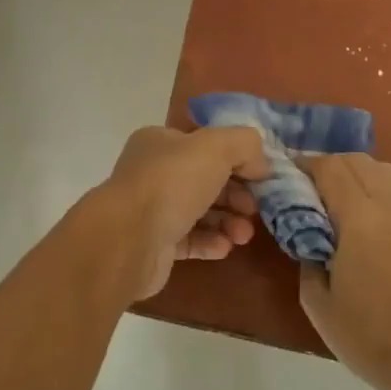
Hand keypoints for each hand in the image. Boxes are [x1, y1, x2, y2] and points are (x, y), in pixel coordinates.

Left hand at [103, 126, 269, 299]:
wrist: (129, 238)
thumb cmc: (171, 182)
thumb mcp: (216, 146)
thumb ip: (244, 144)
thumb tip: (260, 164)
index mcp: (161, 142)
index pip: (206, 145)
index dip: (237, 158)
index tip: (262, 177)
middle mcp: (154, 172)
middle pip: (206, 179)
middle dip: (236, 194)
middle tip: (256, 209)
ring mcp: (152, 209)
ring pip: (200, 212)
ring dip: (228, 221)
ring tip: (244, 235)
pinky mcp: (154, 244)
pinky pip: (190, 240)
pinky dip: (211, 242)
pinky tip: (225, 247)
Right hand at [299, 154, 390, 389]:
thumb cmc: (366, 336)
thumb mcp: (317, 301)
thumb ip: (307, 255)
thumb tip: (308, 234)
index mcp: (361, 219)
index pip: (331, 168)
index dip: (307, 163)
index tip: (290, 171)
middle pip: (360, 161)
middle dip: (332, 163)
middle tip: (311, 184)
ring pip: (385, 171)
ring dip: (359, 171)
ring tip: (340, 194)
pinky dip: (381, 187)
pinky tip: (369, 214)